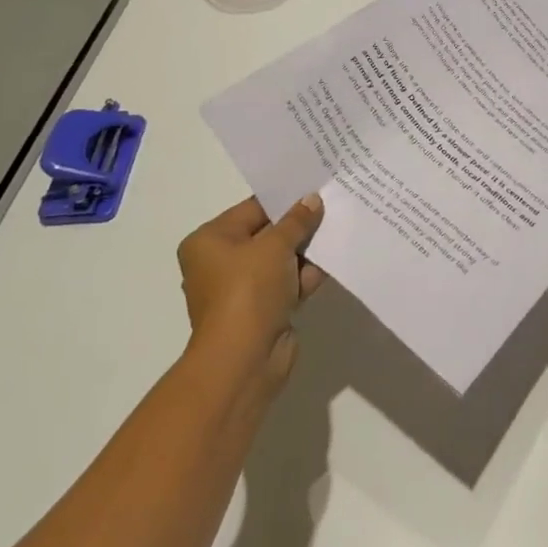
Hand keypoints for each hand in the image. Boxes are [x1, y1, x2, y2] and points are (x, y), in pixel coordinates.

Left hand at [177, 194, 325, 387]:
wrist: (244, 359)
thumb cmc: (249, 291)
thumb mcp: (276, 246)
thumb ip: (296, 220)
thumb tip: (312, 200)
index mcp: (210, 241)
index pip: (253, 209)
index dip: (285, 199)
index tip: (315, 187)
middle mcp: (220, 263)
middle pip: (268, 234)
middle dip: (299, 225)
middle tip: (332, 206)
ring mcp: (242, 289)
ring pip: (281, 259)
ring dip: (306, 251)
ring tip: (337, 231)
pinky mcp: (262, 310)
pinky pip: (288, 283)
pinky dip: (306, 276)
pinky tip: (332, 263)